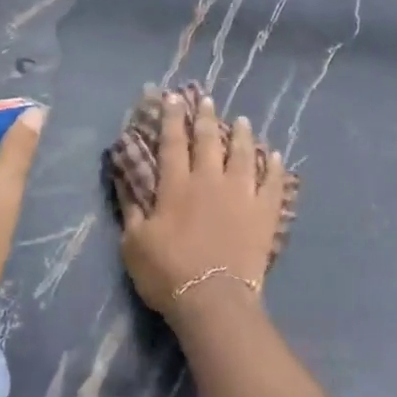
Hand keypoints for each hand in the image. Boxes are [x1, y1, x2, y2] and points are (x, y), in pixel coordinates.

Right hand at [115, 93, 286, 322]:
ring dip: (241, 134)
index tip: (173, 97)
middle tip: (207, 98)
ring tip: (242, 120)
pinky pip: (273, 183)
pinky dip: (274, 167)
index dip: (172, 117)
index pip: (173, 142)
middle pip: (209, 140)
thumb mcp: (134, 242)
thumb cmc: (168, 272)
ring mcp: (241, 195)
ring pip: (243, 154)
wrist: (214, 300)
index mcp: (177, 185)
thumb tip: (122, 174)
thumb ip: (130, 206)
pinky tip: (275, 155)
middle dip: (206, 117)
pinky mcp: (264, 213)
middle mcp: (210, 180)